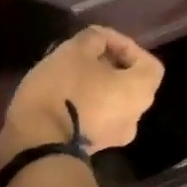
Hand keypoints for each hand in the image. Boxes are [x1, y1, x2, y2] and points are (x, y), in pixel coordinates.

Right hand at [0, 26, 163, 163]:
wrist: (37, 142)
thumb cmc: (63, 90)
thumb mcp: (74, 51)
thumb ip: (93, 39)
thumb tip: (99, 41)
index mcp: (139, 92)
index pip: (149, 63)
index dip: (127, 46)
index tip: (99, 39)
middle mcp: (134, 117)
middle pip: (130, 84)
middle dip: (108, 65)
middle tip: (81, 54)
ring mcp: (114, 137)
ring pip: (111, 102)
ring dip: (95, 85)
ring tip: (68, 73)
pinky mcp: (91, 147)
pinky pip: (95, 118)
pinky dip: (85, 103)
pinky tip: (61, 95)